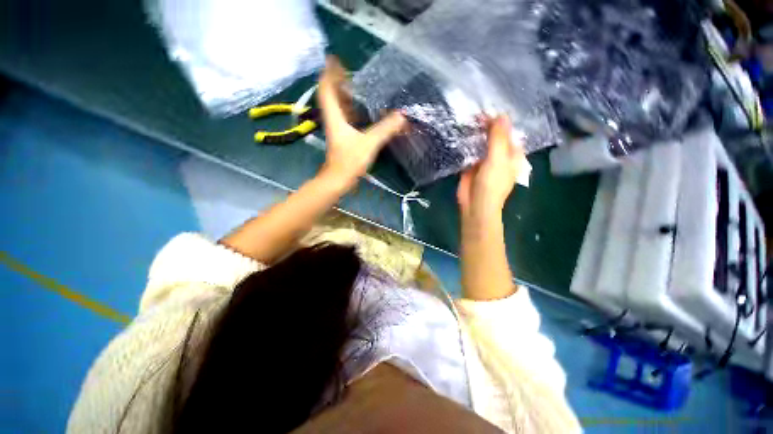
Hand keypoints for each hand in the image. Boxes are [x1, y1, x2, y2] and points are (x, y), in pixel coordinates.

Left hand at [317, 56, 406, 189]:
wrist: (338, 180)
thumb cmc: (349, 161)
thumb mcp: (369, 143)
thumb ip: (385, 129)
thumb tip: (402, 117)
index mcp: (335, 116)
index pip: (327, 88)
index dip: (330, 73)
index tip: (336, 59)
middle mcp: (333, 120)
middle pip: (331, 96)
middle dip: (338, 82)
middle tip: (351, 72)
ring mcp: (337, 130)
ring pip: (338, 108)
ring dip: (345, 97)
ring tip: (358, 87)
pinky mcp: (342, 139)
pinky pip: (345, 119)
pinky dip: (352, 112)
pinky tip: (363, 112)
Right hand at [457, 116, 526, 217]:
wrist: (475, 205)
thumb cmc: (491, 184)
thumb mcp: (498, 158)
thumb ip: (498, 137)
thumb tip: (500, 114)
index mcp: (512, 154)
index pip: (508, 132)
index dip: (499, 121)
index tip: (486, 110)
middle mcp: (499, 155)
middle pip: (494, 136)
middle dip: (485, 125)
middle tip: (473, 112)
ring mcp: (484, 161)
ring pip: (480, 143)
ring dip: (474, 133)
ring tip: (465, 118)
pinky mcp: (470, 166)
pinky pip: (469, 152)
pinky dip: (465, 144)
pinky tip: (459, 133)